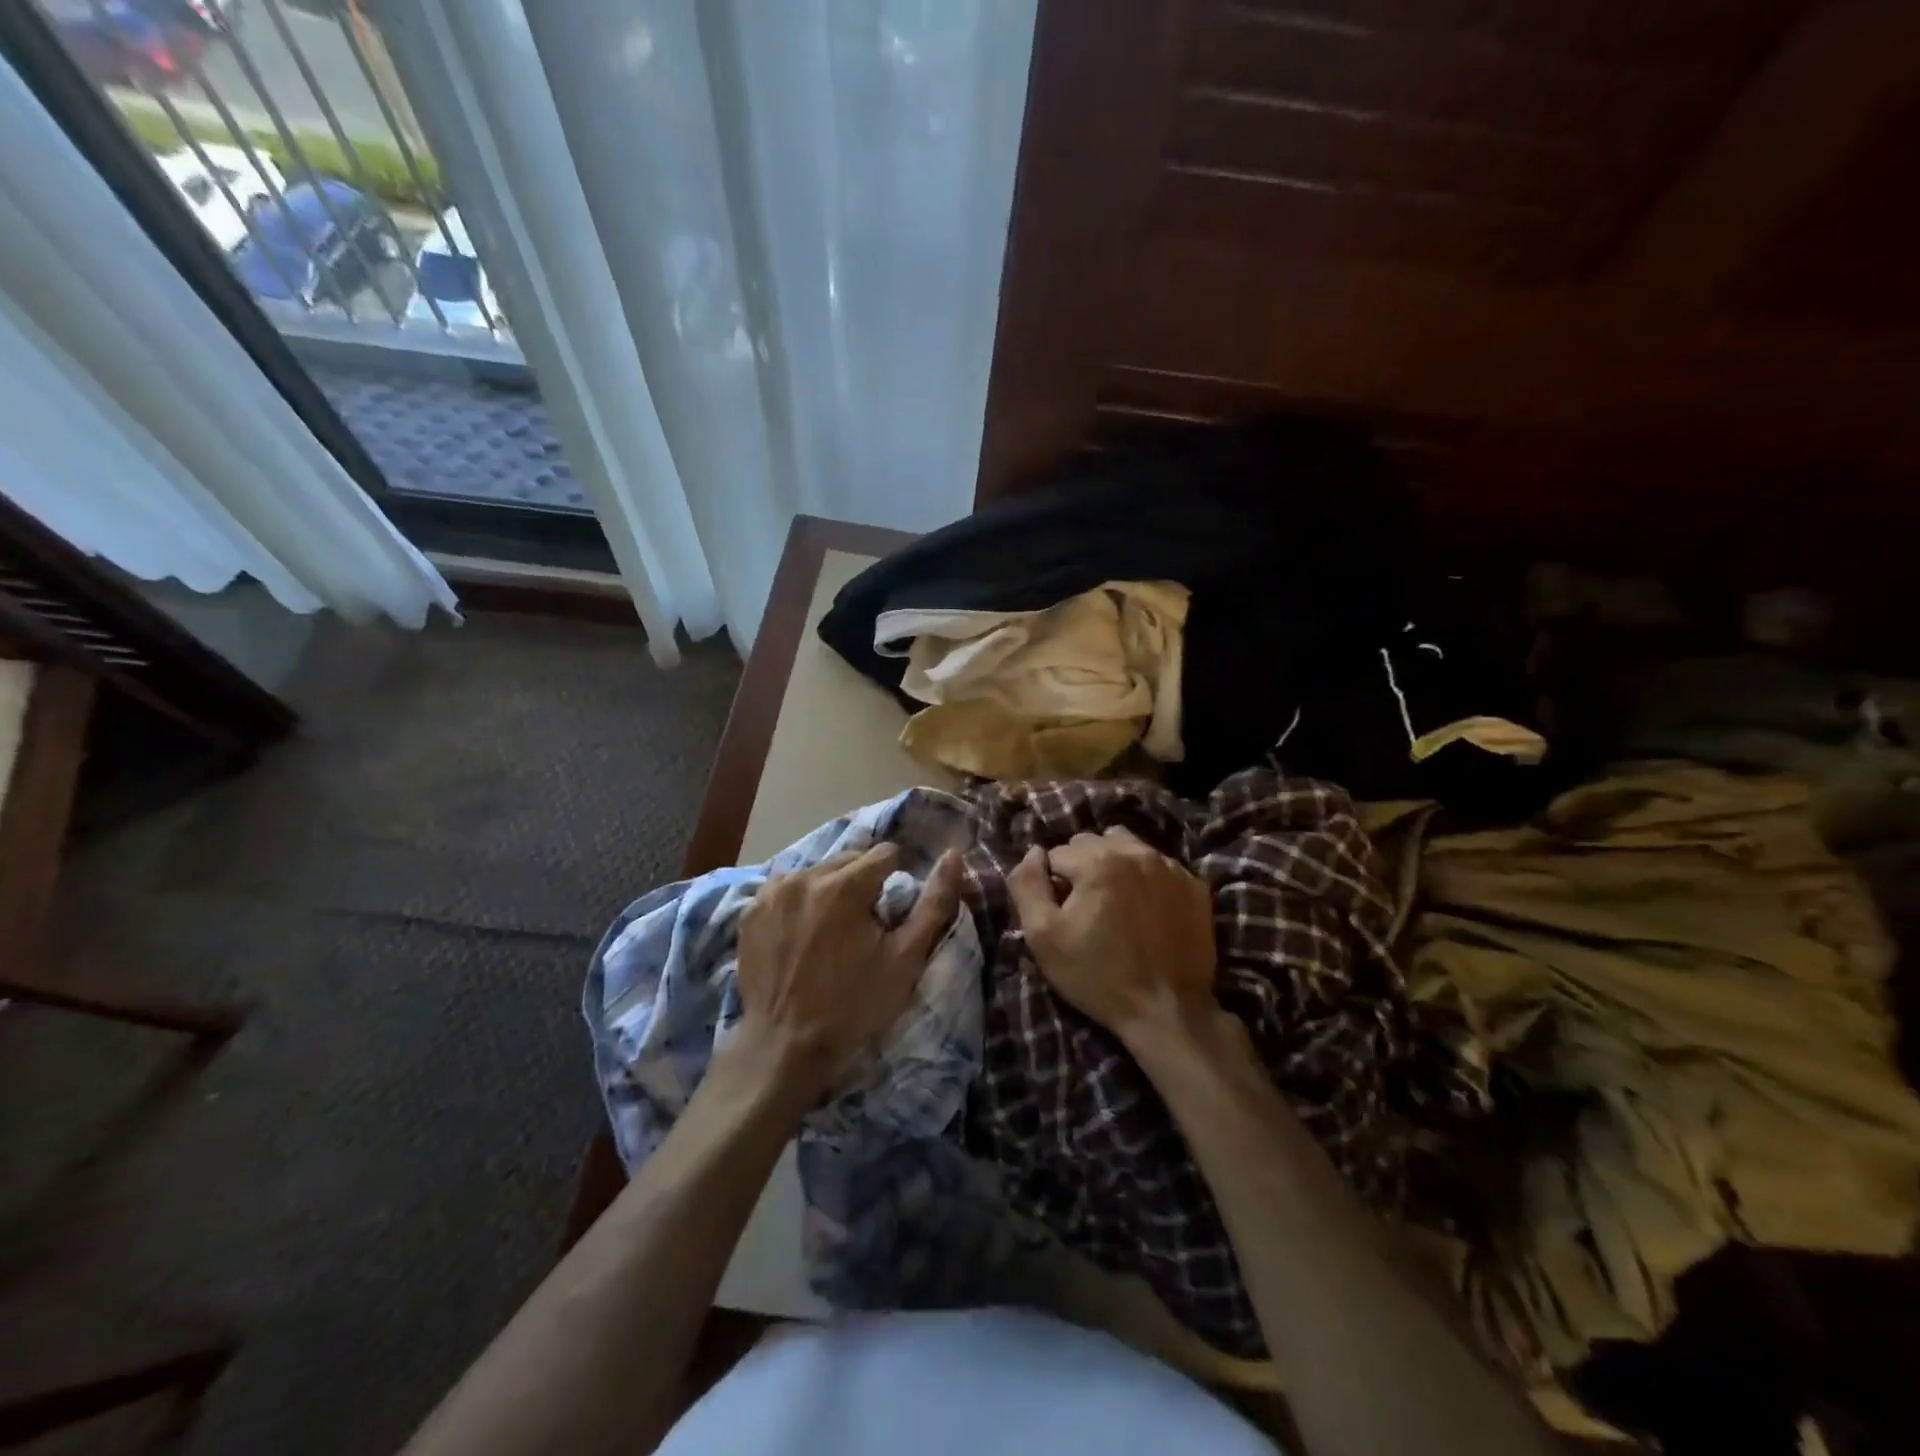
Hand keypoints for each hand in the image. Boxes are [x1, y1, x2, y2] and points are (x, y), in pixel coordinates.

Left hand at [728, 845, 959, 1101]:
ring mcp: (773, 892)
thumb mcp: (906, 958)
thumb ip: (934, 902)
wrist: (786, 1046)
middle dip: (862, 883)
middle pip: (850, 859)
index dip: (895, 881)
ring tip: (831, 931)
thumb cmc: (854, 1004)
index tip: (889, 916)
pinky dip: (800, 900)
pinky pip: (787, 888)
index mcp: (846, 884)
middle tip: (862, 927)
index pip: (886, 853)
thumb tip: (954, 855)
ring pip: (818, 871)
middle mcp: (806, 876)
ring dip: (830, 889)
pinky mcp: (751, 910)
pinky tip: (802, 933)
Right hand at [1006, 826, 1217, 1048]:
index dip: (1053, 885)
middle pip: (1092, 842)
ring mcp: (1171, 867)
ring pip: (1128, 846)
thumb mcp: (1043, 937)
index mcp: (1098, 861)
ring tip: (1115, 903)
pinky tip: (1146, 910)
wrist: (1167, 1011)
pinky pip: (1159, 865)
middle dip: (1082, 868)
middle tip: (1087, 909)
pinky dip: (1146, 878)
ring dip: (1114, 864)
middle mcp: (1136, 853)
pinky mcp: (1194, 886)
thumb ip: (1027, 885)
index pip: (1057, 853)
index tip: (1063, 915)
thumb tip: (1034, 852)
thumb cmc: (1098, 976)